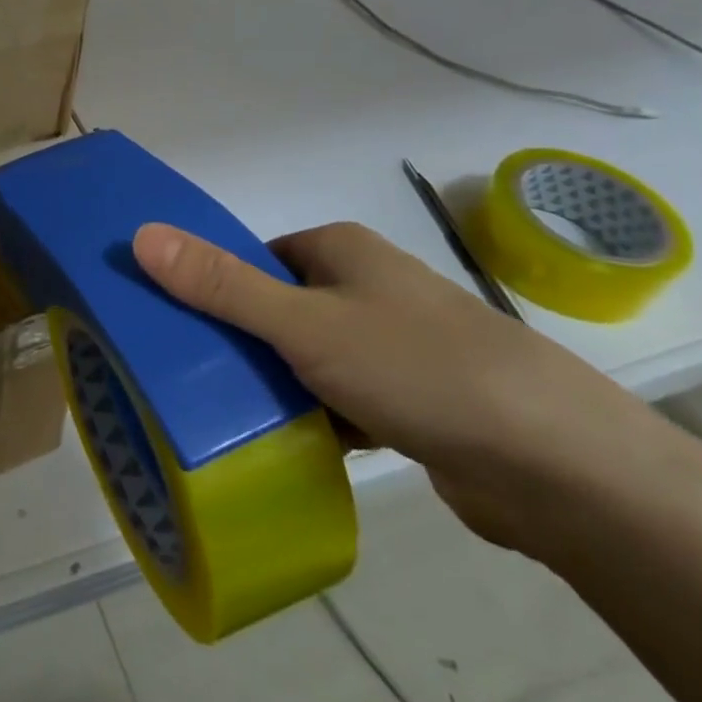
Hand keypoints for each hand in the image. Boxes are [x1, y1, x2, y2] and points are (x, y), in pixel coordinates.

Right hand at [131, 220, 666, 555]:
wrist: (560, 467)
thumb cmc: (417, 367)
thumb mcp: (303, 324)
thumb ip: (221, 285)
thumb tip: (141, 234)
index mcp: (340, 250)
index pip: (255, 257)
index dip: (214, 284)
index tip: (174, 323)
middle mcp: (367, 286)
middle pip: (278, 306)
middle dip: (240, 339)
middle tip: (191, 375)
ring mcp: (395, 343)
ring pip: (310, 355)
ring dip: (277, 382)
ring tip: (225, 414)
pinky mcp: (415, 398)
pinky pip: (343, 397)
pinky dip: (318, 415)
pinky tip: (289, 444)